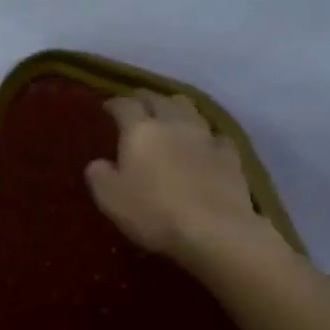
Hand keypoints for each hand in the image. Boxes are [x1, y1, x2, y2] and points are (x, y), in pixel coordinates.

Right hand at [85, 90, 284, 266]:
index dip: (114, 103)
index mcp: (140, 131)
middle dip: (146, 99)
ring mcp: (206, 138)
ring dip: (177, 109)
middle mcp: (173, 124)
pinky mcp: (231, 156)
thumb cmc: (153, 212)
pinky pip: (216, 136)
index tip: (107, 108)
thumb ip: (99, 175)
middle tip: (138, 105)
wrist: (215, 231)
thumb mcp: (109, 198)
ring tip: (171, 117)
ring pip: (191, 109)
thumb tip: (99, 163)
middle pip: (160, 99)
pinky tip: (204, 146)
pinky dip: (206, 137)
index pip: (125, 105)